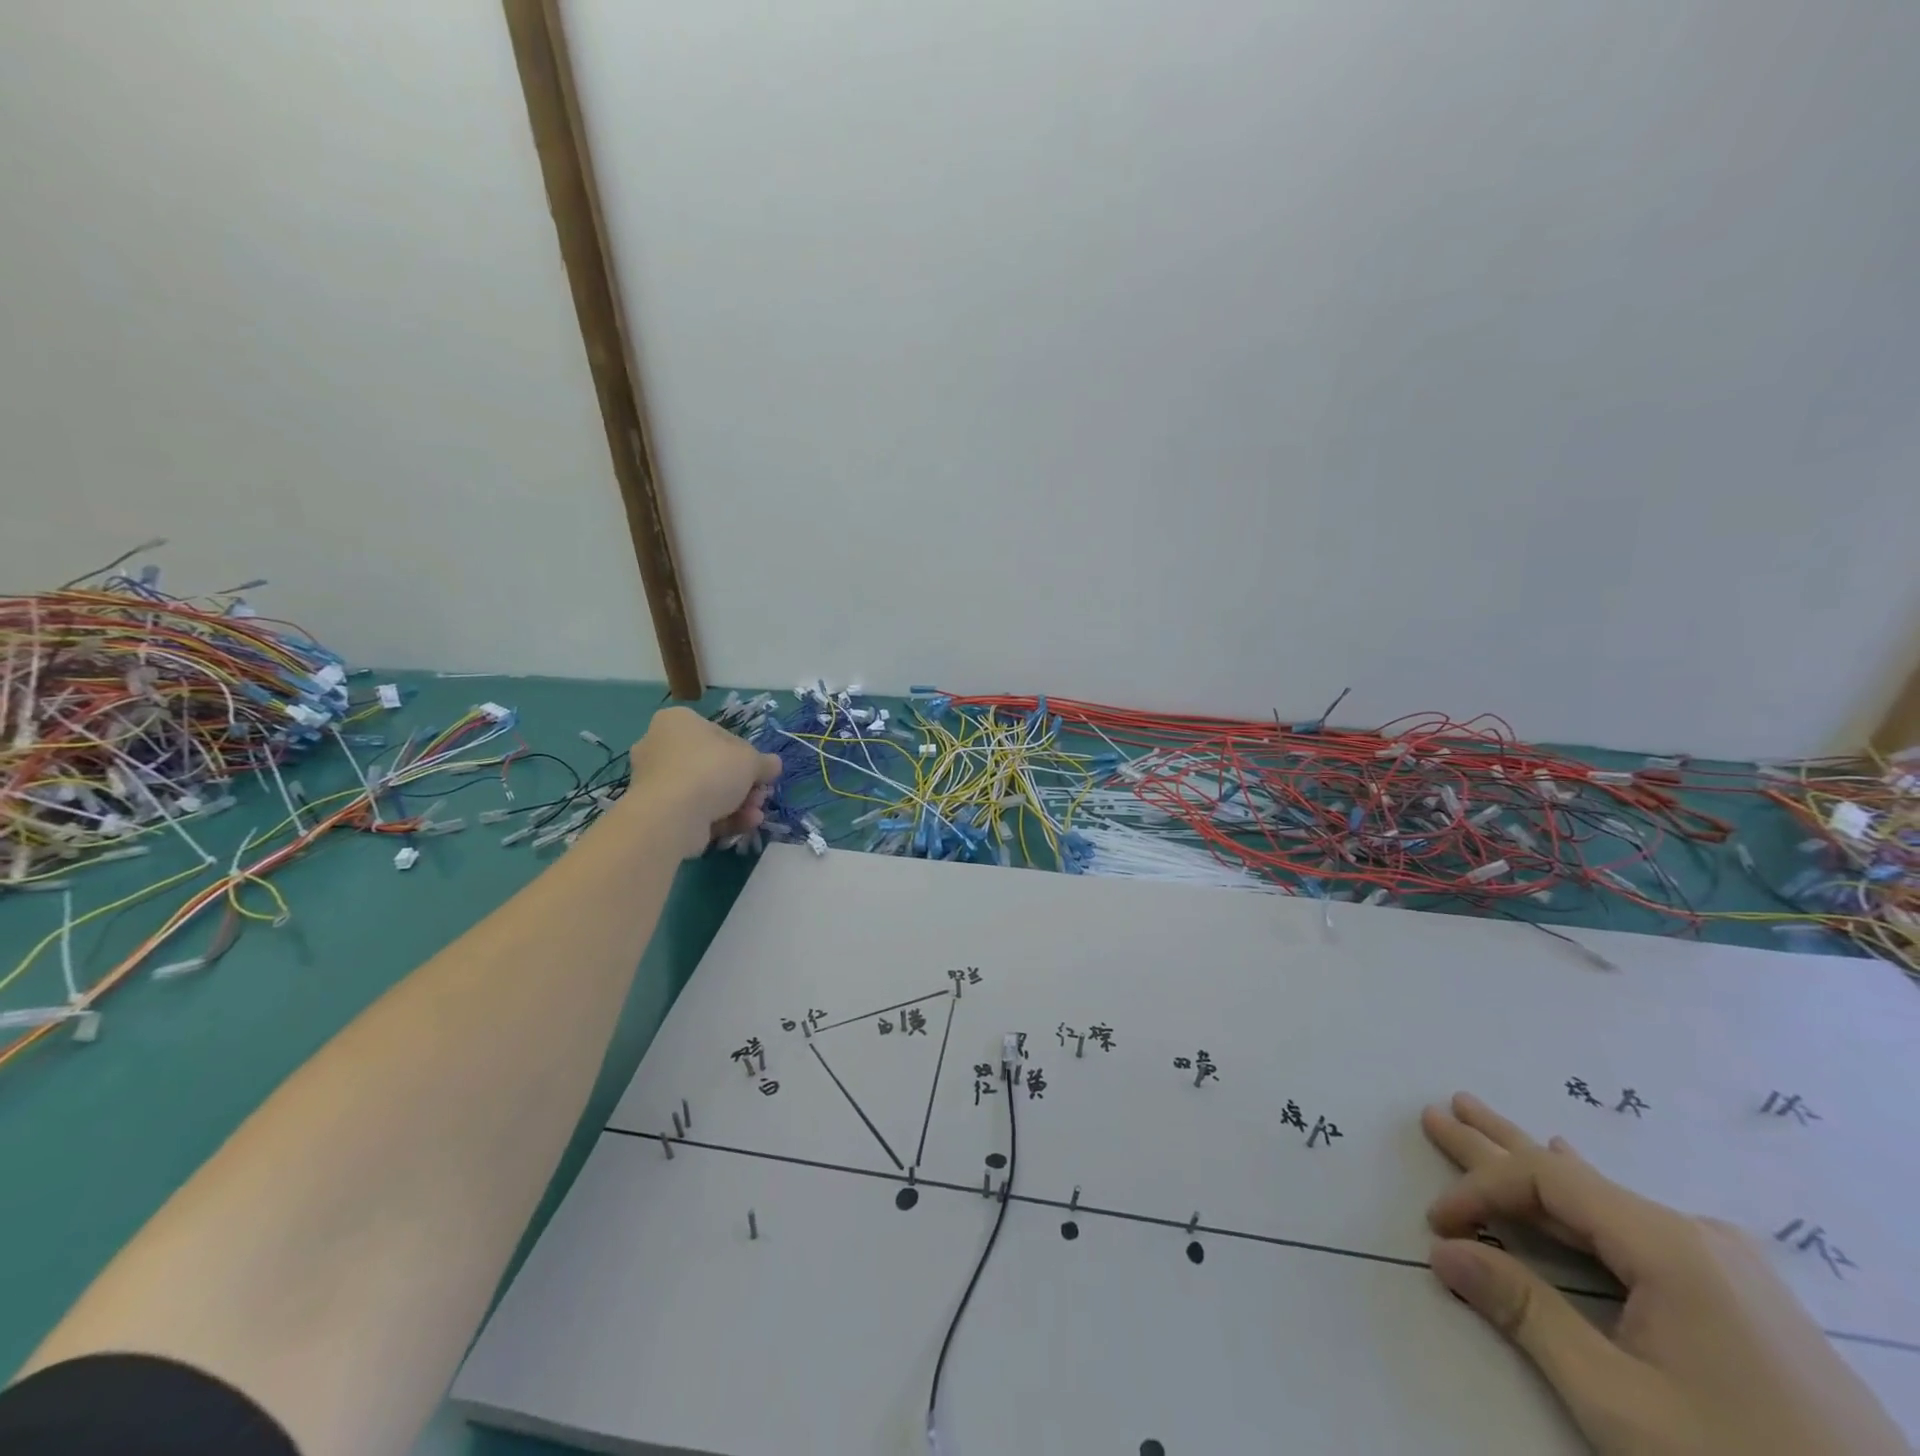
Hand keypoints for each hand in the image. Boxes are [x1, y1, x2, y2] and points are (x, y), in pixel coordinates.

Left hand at [624, 707, 781, 858]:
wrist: (671, 815)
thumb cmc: (711, 770)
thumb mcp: (751, 760)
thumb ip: (765, 762)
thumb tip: (773, 765)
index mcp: (677, 722)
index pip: (719, 734)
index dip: (745, 754)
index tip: (760, 771)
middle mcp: (660, 747)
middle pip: (713, 765)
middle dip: (743, 784)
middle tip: (761, 795)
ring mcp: (656, 782)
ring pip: (706, 791)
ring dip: (738, 803)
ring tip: (756, 815)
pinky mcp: (657, 812)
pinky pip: (696, 810)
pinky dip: (722, 817)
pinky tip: (745, 825)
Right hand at [1421, 1093, 1906, 1455]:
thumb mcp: (1620, 1403)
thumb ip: (1526, 1314)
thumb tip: (1444, 1251)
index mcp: (1669, 1246)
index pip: (1545, 1180)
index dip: (1480, 1191)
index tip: (1439, 1227)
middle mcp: (1697, 1237)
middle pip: (1569, 1174)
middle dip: (1494, 1145)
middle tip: (1439, 1112)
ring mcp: (1726, 1266)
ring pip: (1602, 1197)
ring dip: (1532, 1165)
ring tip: (1480, 1120)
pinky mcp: (1742, 1299)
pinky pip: (1636, 1224)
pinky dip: (1582, 1198)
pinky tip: (1573, 1166)